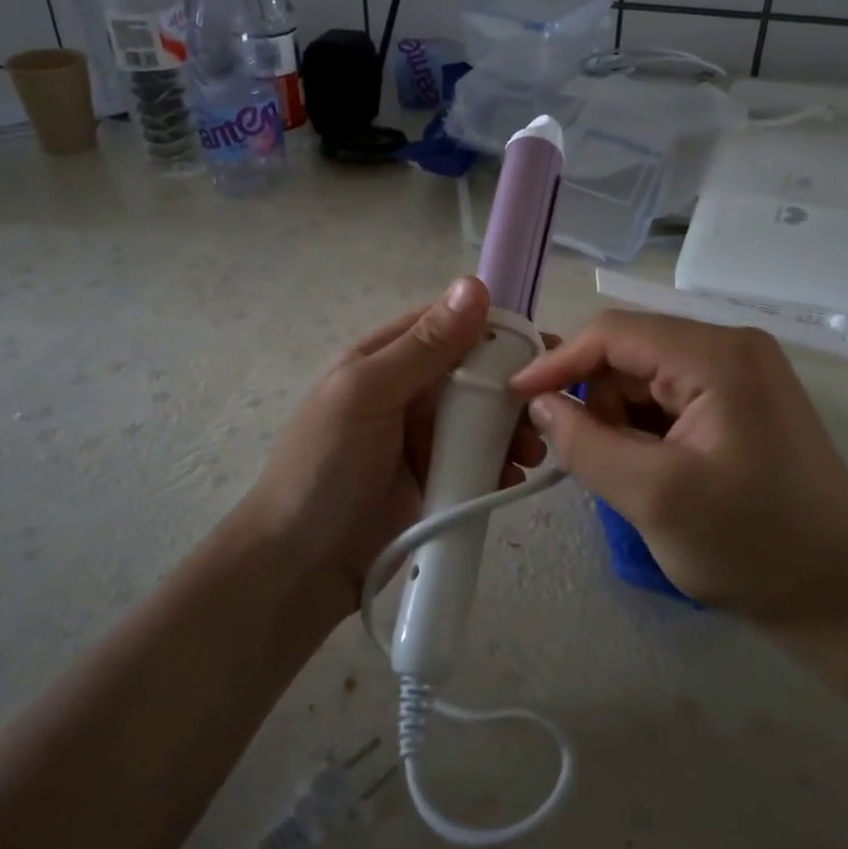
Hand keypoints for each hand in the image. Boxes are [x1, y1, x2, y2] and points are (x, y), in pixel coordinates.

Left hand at [239, 276, 546, 616]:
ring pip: (485, 416)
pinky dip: (502, 463)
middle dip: (512, 386)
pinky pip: (482, 458)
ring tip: (531, 450)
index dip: (495, 329)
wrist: (301, 565)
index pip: (450, 326)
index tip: (543, 345)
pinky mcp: (440, 478)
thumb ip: (423, 347)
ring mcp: (426, 436)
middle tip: (546, 406)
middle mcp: (410, 390)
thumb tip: (473, 283)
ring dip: (513, 427)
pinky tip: (513, 476)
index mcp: (388, 358)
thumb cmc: (324, 466)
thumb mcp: (367, 394)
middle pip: (475, 372)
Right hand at [509, 312, 847, 621]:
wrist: (841, 596)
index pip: (614, 333)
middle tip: (580, 457)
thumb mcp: (654, 497)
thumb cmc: (752, 545)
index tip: (517, 396)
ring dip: (620, 420)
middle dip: (596, 400)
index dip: (559, 361)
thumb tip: (541, 404)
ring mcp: (741, 374)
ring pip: (646, 378)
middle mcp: (731, 348)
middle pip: (630, 354)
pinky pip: (670, 397)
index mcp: (717, 356)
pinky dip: (645, 429)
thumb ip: (586, 443)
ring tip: (630, 477)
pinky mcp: (742, 401)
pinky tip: (651, 471)